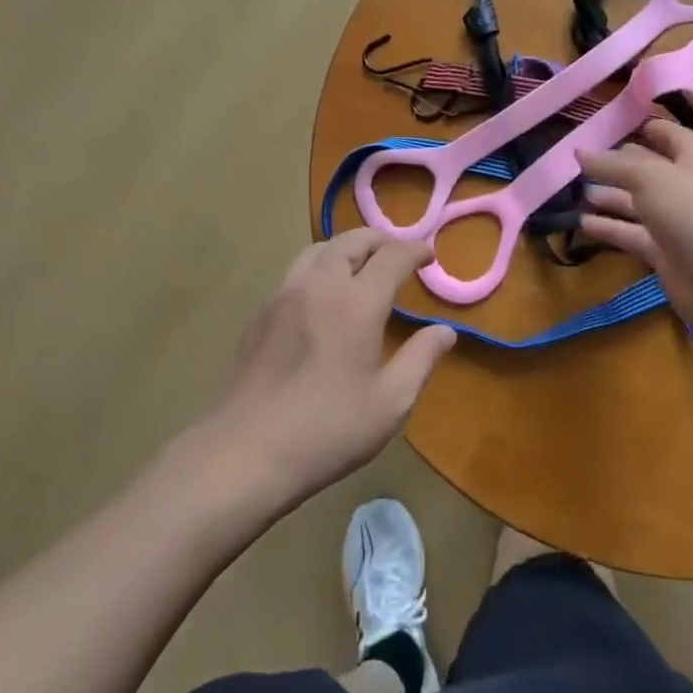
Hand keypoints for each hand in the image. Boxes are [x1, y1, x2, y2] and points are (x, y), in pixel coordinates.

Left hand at [209, 230, 455, 505]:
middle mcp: (319, 286)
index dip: (415, 250)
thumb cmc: (329, 430)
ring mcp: (283, 297)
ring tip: (360, 267)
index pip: (392, 255)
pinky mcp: (259, 315)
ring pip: (317, 251)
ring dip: (345, 249)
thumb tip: (445, 331)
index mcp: (356, 302)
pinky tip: (322, 301)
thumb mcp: (391, 402)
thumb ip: (421, 358)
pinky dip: (318, 271)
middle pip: (350, 241)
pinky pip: (294, 275)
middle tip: (397, 253)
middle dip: (379, 240)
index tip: (429, 256)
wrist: (246, 452)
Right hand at [579, 119, 692, 342]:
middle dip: (613, 163)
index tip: (600, 124)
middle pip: (644, 167)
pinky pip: (630, 233)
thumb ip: (611, 164)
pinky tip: (580, 223)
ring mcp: (673, 219)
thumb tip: (579, 152)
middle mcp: (683, 184)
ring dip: (607, 196)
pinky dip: (608, 227)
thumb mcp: (648, 177)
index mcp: (692, 157)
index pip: (664, 133)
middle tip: (575, 160)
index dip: (637, 125)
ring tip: (573, 191)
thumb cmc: (692, 212)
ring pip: (634, 201)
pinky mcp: (662, 251)